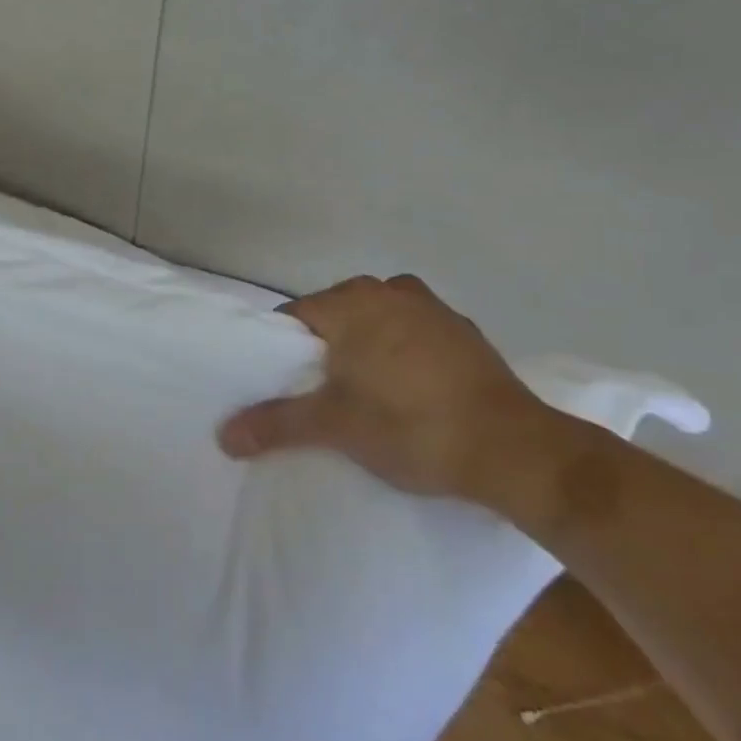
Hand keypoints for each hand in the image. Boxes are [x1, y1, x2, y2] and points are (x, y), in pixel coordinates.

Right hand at [217, 274, 559, 501]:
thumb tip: (223, 435)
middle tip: (321, 397)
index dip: (282, 353)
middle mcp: (389, 289)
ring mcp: (432, 308)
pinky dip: (403, 357)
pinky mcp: (464, 333)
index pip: (295, 317)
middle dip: (325, 352)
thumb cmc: (411, 425)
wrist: (517, 451)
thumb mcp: (335, 427)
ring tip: (365, 398)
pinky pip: (414, 337)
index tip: (284, 387)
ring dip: (365, 352)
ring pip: (376, 325)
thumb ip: (276, 424)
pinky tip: (411, 395)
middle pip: (335, 318)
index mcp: (352, 300)